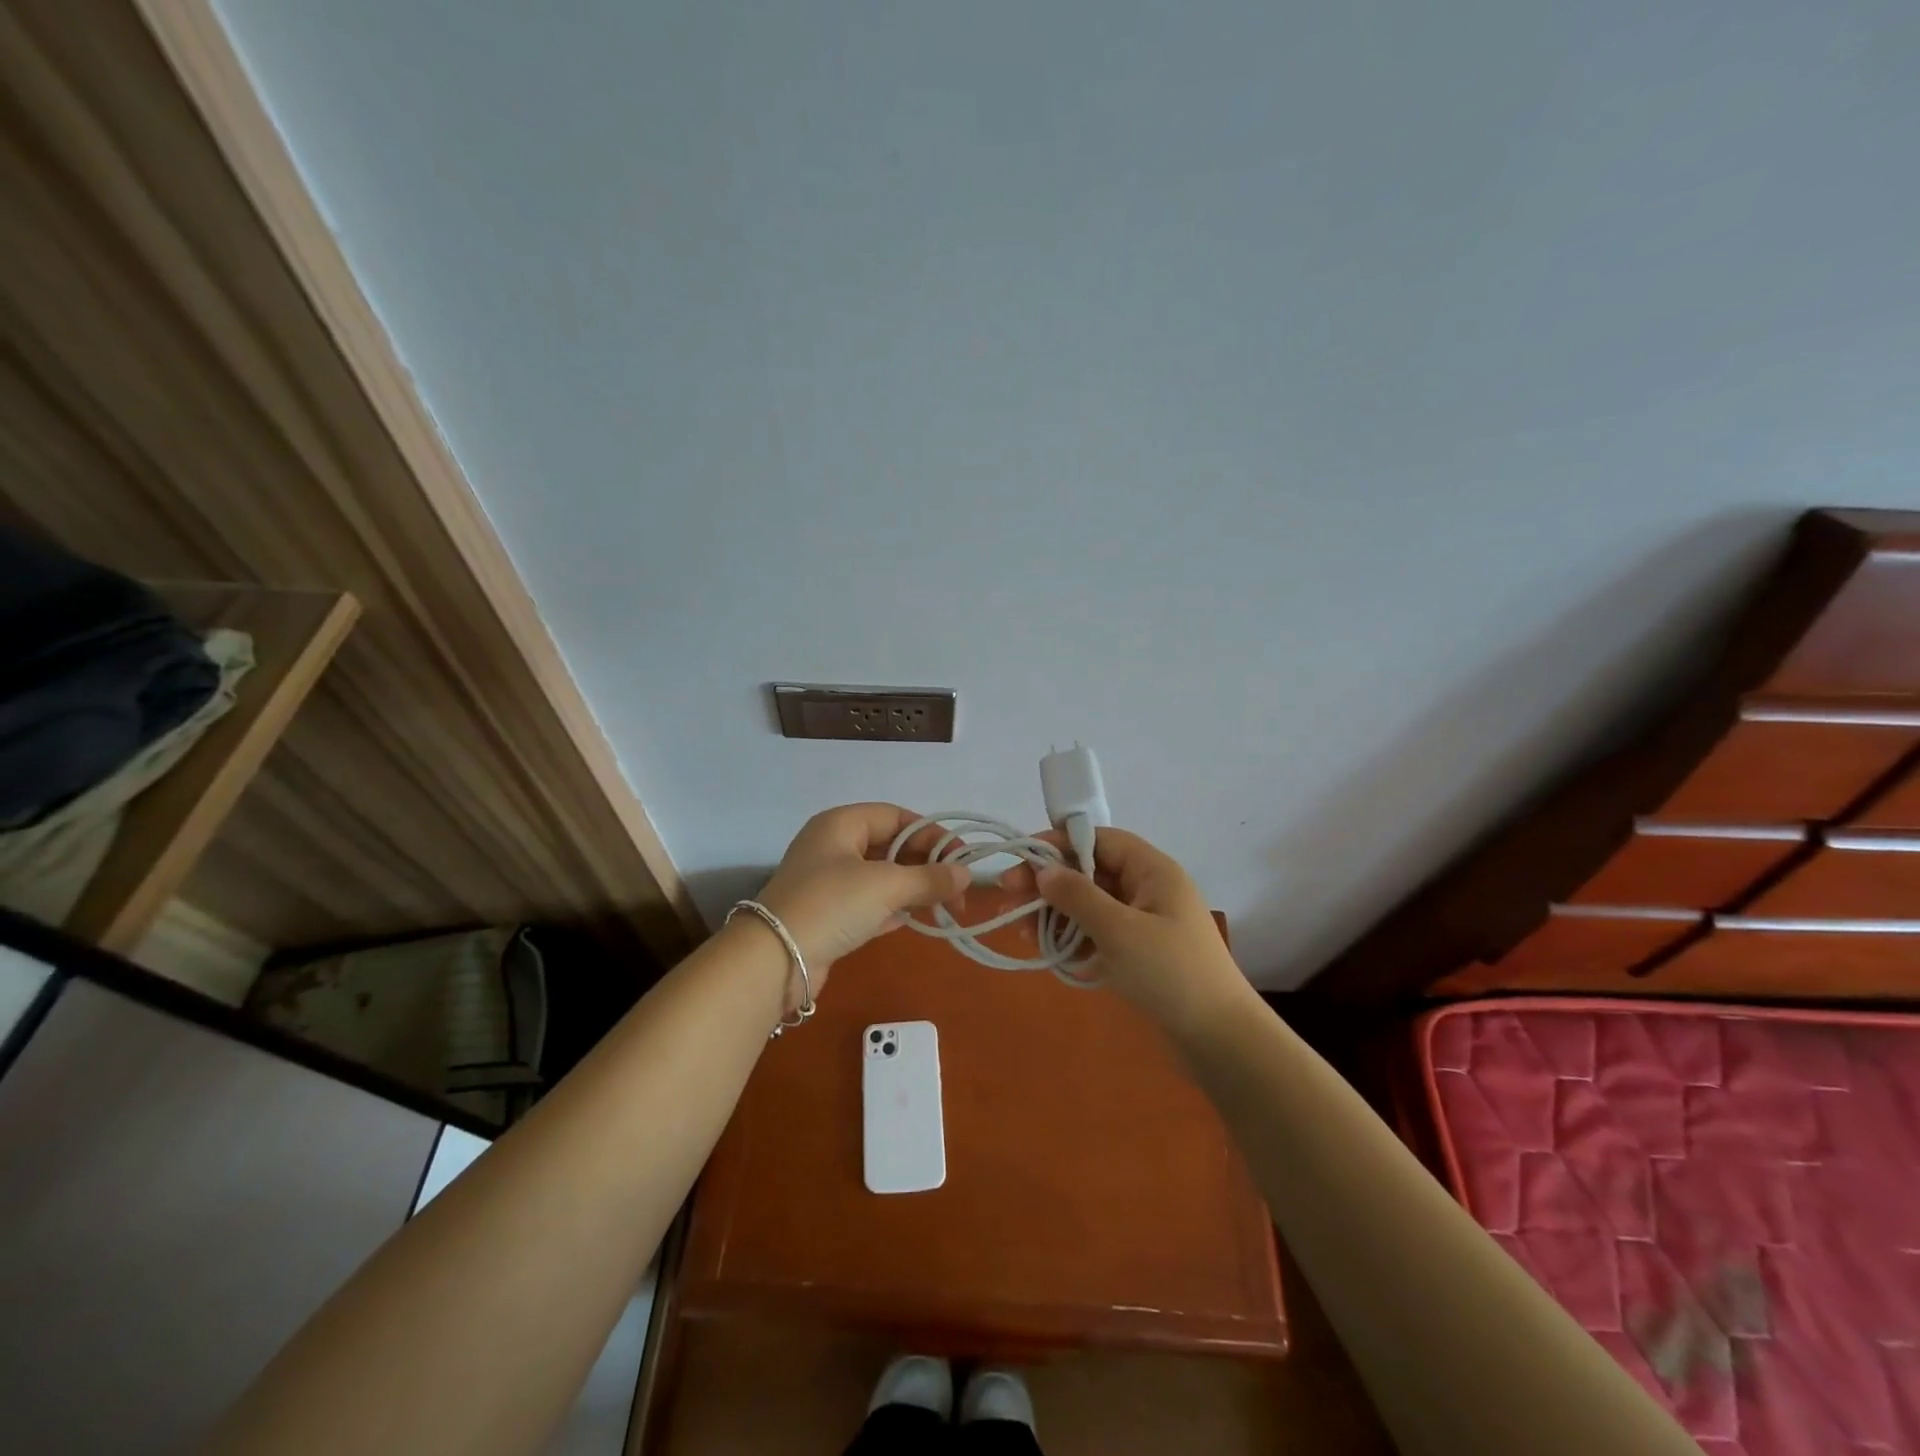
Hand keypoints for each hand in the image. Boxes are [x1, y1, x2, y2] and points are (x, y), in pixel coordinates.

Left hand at [755, 804, 968, 986]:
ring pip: (882, 876)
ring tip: (945, 907)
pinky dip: (894, 909)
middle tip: (958, 890)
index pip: (896, 816)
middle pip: (890, 846)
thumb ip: (929, 878)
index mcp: (841, 824)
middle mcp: (833, 846)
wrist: (774, 960)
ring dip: (913, 889)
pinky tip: (917, 920)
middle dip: (926, 865)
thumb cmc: (831, 904)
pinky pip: (870, 903)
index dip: (931, 834)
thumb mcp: (886, 885)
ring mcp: (828, 882)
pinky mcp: (828, 914)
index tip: (961, 858)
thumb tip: (966, 875)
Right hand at [1010, 827, 1252, 1037]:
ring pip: (1091, 905)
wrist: (1220, 1039)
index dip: (1059, 844)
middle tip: (1009, 898)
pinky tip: (1049, 952)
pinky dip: (1074, 938)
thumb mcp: (1119, 930)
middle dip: (1050, 883)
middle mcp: (1148, 889)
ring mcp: (1145, 922)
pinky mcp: (1141, 952)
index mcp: (1152, 870)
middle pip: (1090, 872)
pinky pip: (1099, 933)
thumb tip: (1043, 870)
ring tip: (1022, 933)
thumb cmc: (1170, 973)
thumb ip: (1077, 896)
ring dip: (1056, 914)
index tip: (1022, 858)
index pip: (1099, 839)